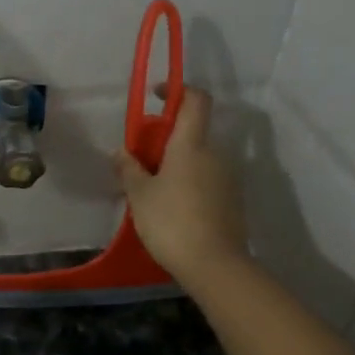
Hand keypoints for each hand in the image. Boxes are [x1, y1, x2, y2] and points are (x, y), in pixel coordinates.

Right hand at [112, 86, 248, 281]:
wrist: (214, 264)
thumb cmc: (171, 221)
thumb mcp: (139, 195)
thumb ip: (129, 169)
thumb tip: (122, 151)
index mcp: (191, 145)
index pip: (196, 100)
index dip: (178, 90)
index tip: (157, 96)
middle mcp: (215, 154)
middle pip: (193, 133)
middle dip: (167, 140)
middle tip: (142, 161)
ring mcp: (228, 178)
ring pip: (199, 160)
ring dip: (178, 166)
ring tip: (154, 192)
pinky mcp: (233, 201)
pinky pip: (207, 182)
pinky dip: (190, 186)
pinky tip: (173, 211)